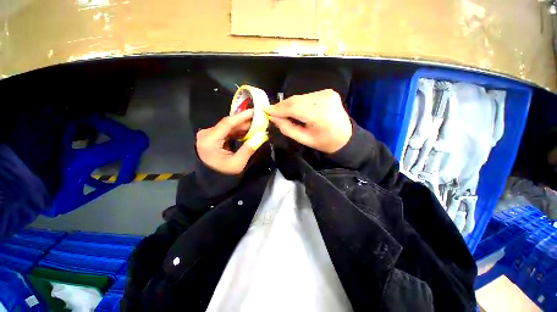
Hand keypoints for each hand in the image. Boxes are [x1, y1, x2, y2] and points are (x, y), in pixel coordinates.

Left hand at [196, 109, 256, 174]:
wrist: (211, 178)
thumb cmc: (222, 173)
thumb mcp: (237, 164)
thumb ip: (248, 149)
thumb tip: (262, 136)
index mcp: (209, 140)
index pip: (227, 123)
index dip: (242, 116)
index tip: (254, 111)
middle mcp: (206, 134)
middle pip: (228, 124)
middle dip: (245, 122)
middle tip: (259, 120)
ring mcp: (209, 134)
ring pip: (229, 127)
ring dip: (243, 126)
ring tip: (256, 126)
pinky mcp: (213, 136)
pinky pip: (228, 131)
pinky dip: (238, 131)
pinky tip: (248, 131)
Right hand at [263, 89, 351, 153]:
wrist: (346, 137)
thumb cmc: (325, 142)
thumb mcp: (304, 140)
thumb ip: (287, 128)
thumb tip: (273, 118)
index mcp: (320, 115)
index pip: (293, 107)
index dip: (277, 108)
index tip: (264, 110)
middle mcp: (324, 100)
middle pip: (296, 100)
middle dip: (281, 106)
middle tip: (271, 112)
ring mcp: (327, 94)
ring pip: (300, 97)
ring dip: (289, 104)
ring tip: (282, 112)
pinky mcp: (328, 92)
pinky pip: (306, 96)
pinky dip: (298, 102)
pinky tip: (295, 110)